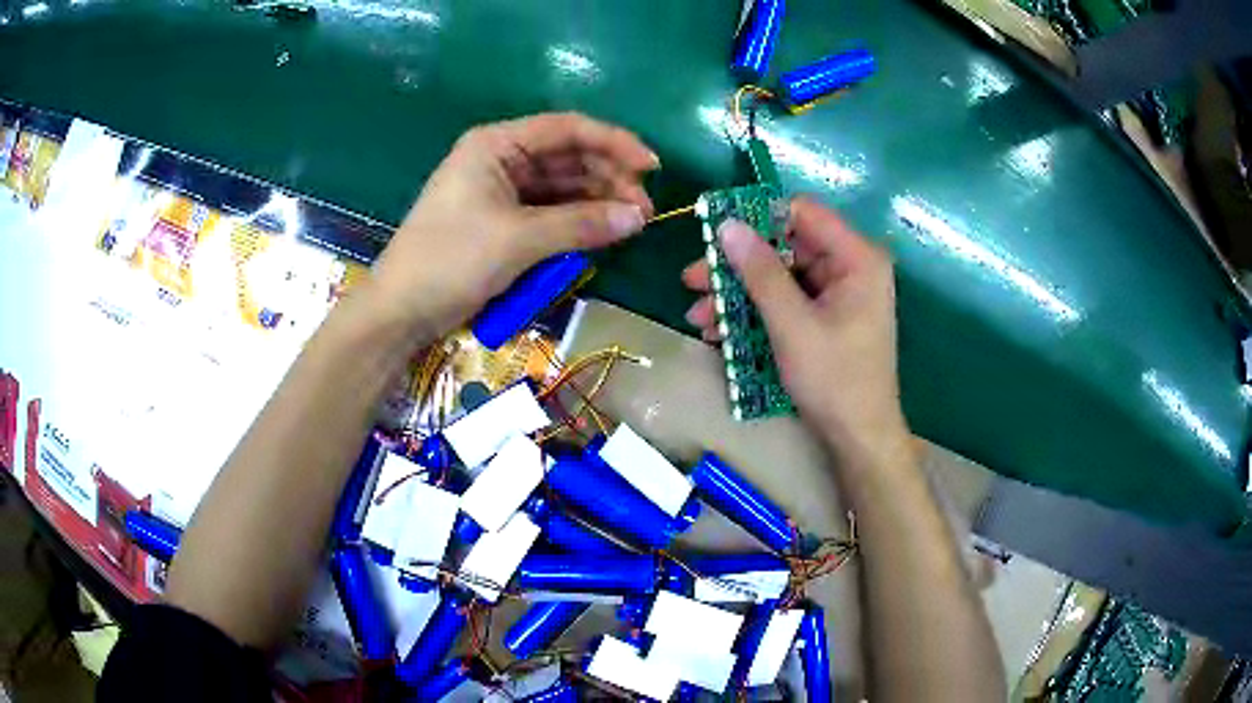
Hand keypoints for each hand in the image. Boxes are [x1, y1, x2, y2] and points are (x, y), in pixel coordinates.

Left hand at [363, 112, 658, 338]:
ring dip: (594, 204)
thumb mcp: (518, 240)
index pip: (567, 129)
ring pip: (561, 188)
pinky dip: (573, 223)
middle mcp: (500, 159)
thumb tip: (639, 217)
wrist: (400, 311)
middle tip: (644, 212)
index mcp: (497, 144)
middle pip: (567, 158)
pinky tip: (598, 235)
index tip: (652, 168)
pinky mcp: (501, 221)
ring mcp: (500, 191)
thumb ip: (582, 224)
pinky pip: (548, 213)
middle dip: (608, 180)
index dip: (614, 143)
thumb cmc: (451, 260)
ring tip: (629, 226)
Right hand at [682, 198, 911, 467]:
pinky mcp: (826, 317)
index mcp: (857, 257)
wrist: (859, 439)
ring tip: (698, 316)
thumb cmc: (834, 379)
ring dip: (738, 294)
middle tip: (693, 280)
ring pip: (779, 276)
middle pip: (785, 246)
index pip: (802, 212)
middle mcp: (850, 266)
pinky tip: (720, 332)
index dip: (757, 218)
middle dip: (737, 266)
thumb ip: (760, 272)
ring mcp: (838, 293)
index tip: (716, 235)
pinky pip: (786, 302)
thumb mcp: (791, 324)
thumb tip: (727, 225)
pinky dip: (755, 313)